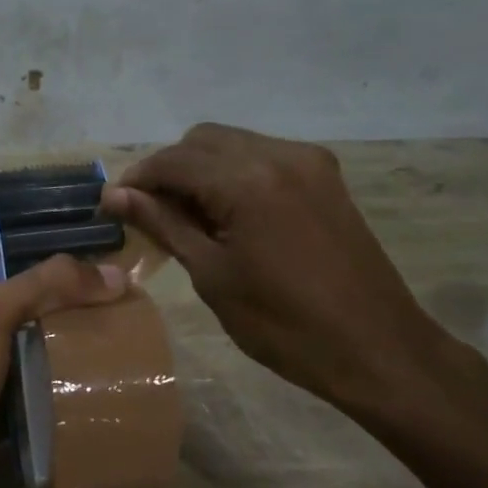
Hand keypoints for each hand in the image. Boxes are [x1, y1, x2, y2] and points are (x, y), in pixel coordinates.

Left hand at [0, 233, 126, 487]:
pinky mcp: (21, 396)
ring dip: (87, 326)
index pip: (4, 241)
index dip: (39, 229)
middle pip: (38, 287)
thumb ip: (47, 285)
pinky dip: (84, 368)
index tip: (91, 225)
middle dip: (78, 281)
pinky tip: (121, 363)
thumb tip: (117, 274)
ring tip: (138, 315)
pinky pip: (57, 373)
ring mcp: (5, 358)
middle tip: (132, 277)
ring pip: (52, 331)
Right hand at [103, 124, 448, 413]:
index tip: (112, 206)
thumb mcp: (212, 275)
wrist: (374, 347)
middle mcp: (279, 154)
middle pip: (202, 140)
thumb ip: (164, 224)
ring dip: (201, 171)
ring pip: (233, 144)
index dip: (137, 179)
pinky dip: (234, 175)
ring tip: (185, 218)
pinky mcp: (324, 176)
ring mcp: (308, 161)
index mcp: (247, 180)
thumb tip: (115, 196)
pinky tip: (226, 214)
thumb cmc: (282, 324)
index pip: (174, 160)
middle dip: (168, 171)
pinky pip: (263, 157)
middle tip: (149, 216)